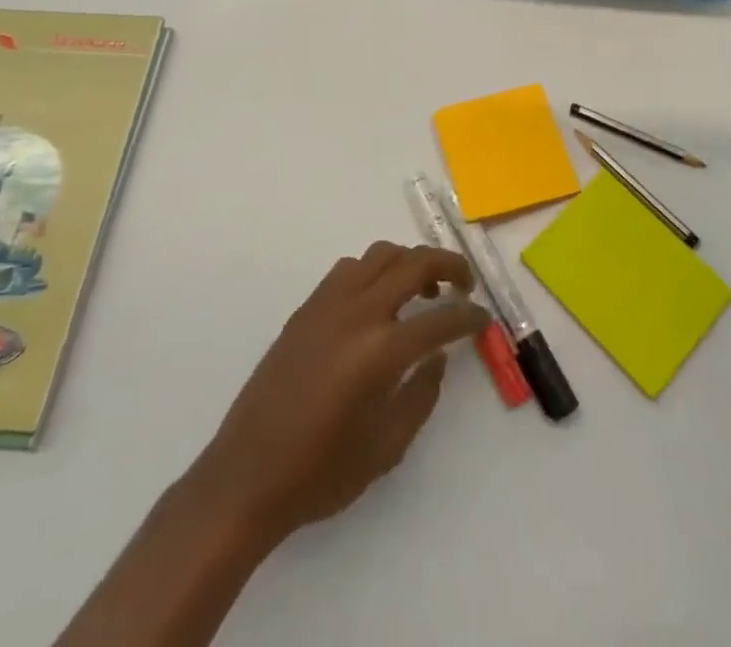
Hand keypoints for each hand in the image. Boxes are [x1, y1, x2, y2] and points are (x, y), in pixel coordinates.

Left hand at [189, 242, 490, 545]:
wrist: (246, 476)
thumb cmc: (321, 473)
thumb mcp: (387, 448)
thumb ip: (421, 395)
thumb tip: (438, 356)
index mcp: (382, 351)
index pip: (442, 318)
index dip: (470, 316)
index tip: (484, 319)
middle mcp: (358, 313)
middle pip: (414, 263)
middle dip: (449, 266)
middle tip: (464, 283)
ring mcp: (328, 304)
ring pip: (380, 255)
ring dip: (410, 262)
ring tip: (421, 290)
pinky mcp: (306, 308)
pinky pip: (349, 269)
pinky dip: (374, 272)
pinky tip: (376, 302)